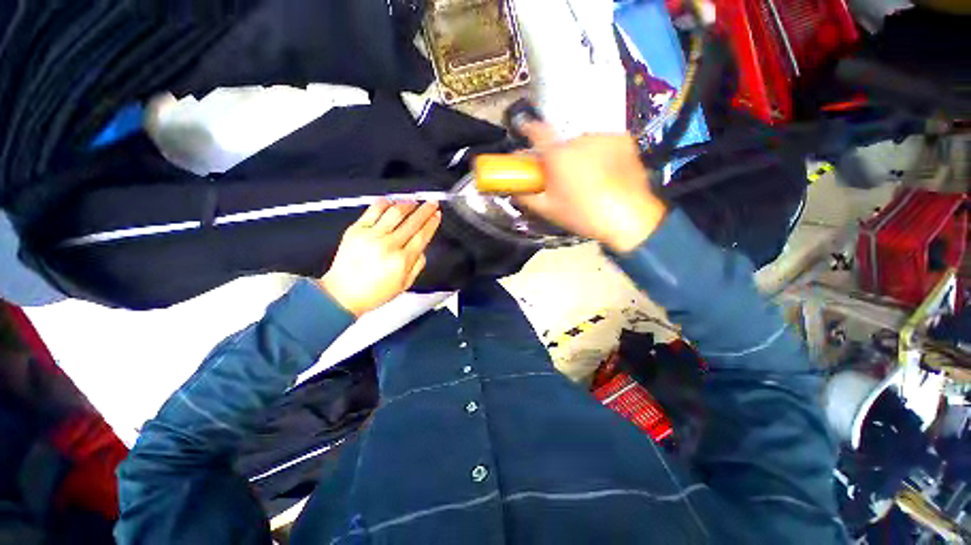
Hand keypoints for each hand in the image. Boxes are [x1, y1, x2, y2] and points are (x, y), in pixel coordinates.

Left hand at [319, 200, 441, 316]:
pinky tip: (392, 201)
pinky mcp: (356, 230)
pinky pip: (373, 210)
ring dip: (408, 204)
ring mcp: (371, 236)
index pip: (422, 235)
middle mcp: (388, 245)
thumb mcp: (405, 285)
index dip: (431, 223)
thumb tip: (423, 248)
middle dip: (425, 210)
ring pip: (395, 212)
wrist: (342, 294)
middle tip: (432, 203)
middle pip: (412, 221)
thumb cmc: (373, 292)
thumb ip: (418, 265)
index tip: (437, 215)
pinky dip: (385, 203)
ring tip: (414, 202)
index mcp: (402, 260)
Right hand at [516, 122, 666, 252]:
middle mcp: (580, 139)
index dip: (527, 128)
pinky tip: (605, 173)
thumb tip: (515, 189)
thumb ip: (527, 197)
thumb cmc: (582, 214)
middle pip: (562, 144)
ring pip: (584, 144)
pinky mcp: (624, 140)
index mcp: (559, 155)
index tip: (523, 126)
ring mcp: (604, 137)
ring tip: (588, 179)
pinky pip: (603, 144)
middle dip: (559, 157)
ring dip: (580, 156)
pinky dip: (600, 155)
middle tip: (563, 177)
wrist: (629, 217)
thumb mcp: (548, 210)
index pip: (537, 132)